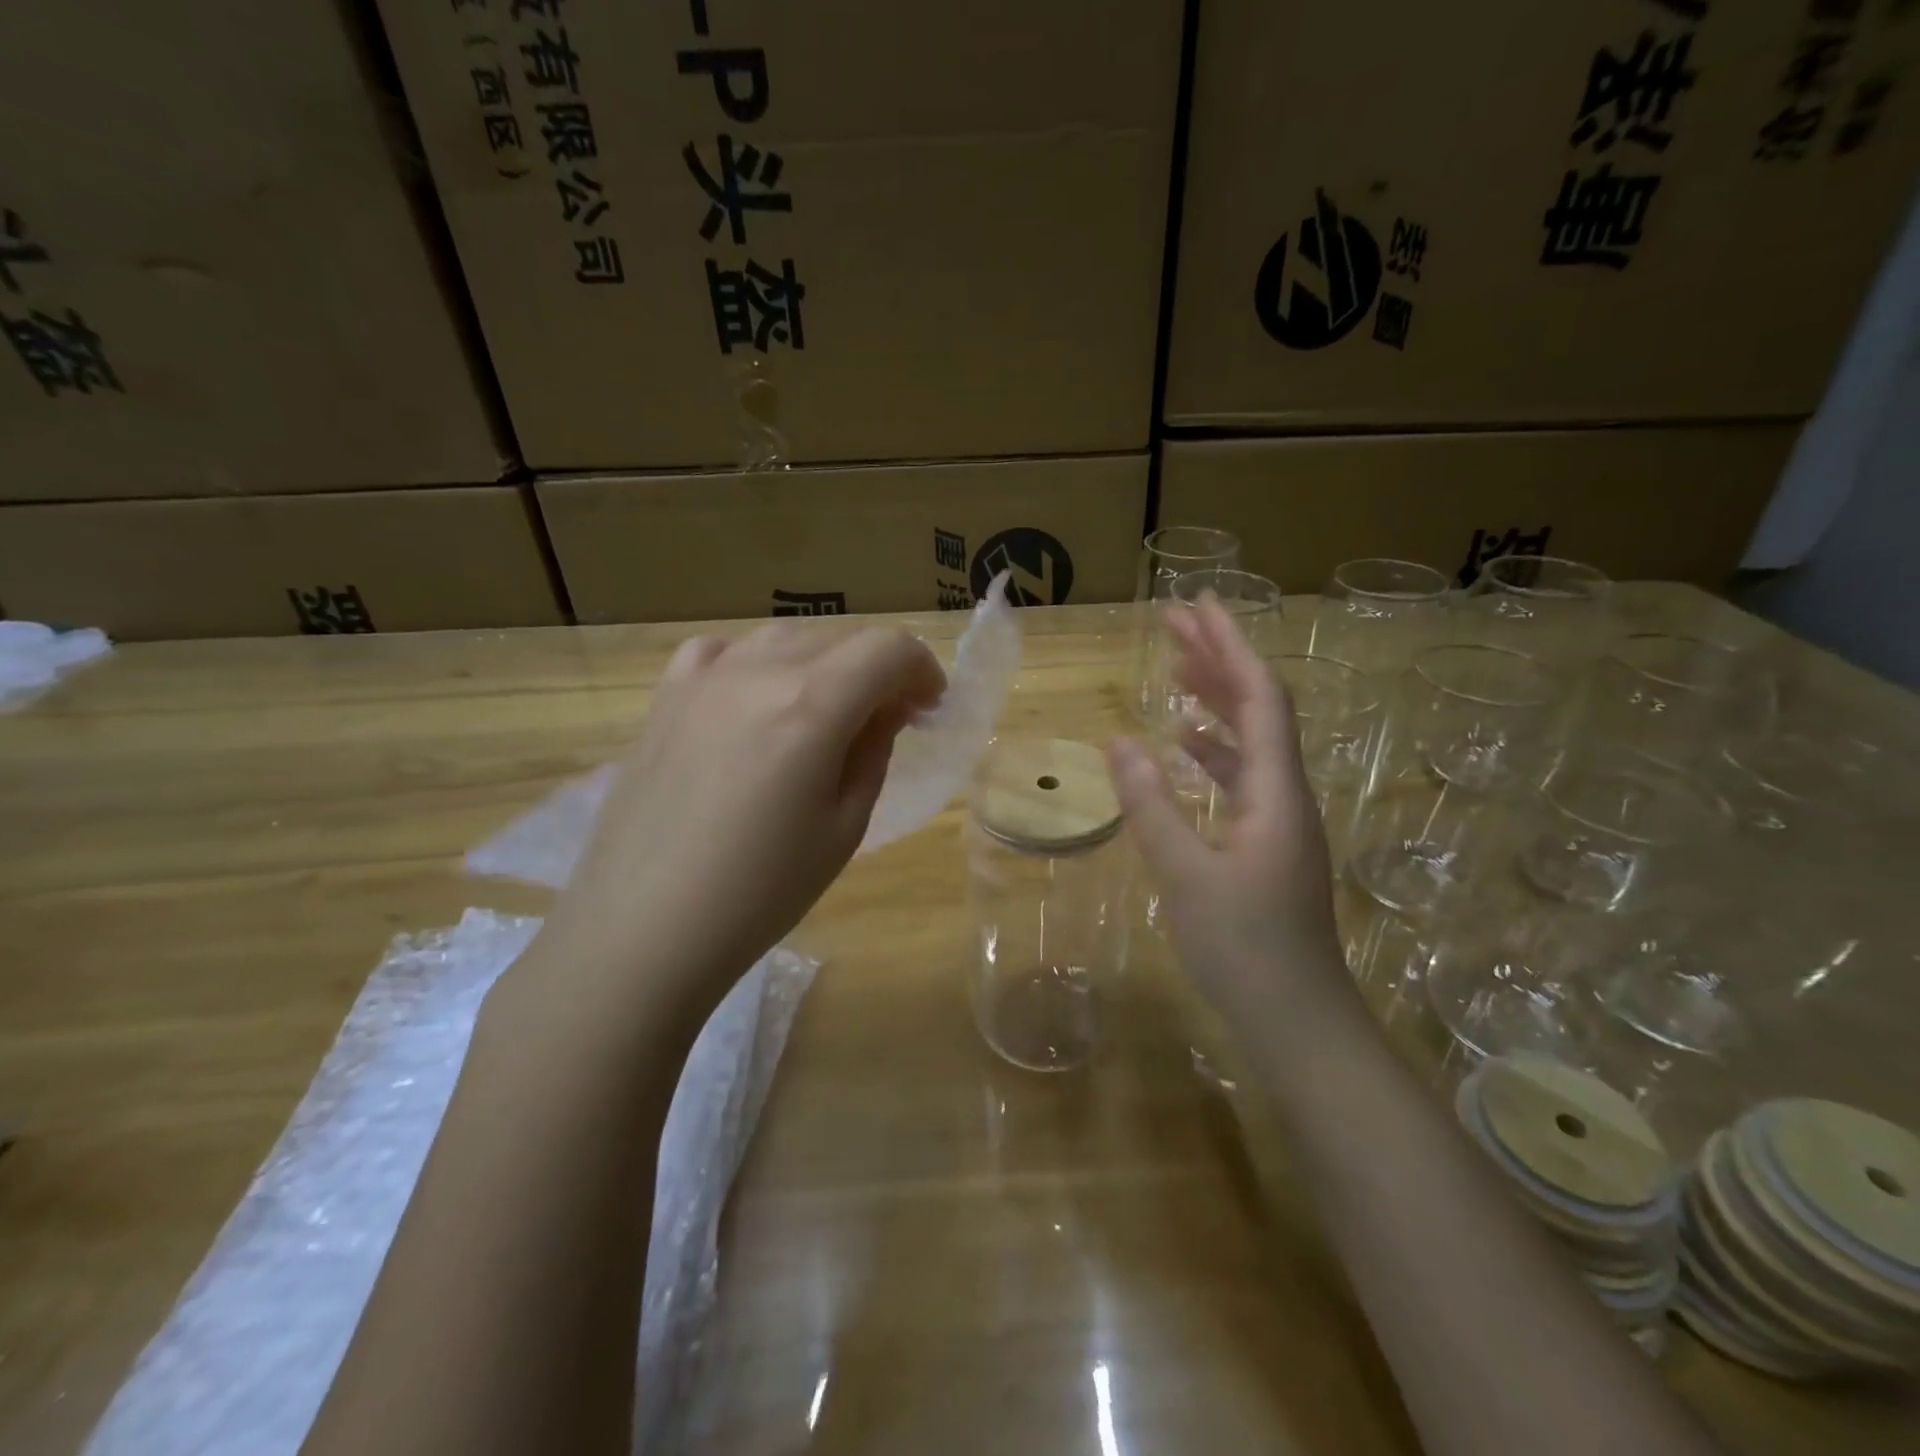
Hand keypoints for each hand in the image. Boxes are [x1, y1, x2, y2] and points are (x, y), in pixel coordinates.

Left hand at [536, 621, 944, 1019]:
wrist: (644, 929)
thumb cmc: (761, 893)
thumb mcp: (844, 827)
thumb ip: (873, 751)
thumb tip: (887, 708)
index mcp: (812, 708)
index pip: (888, 648)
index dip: (922, 669)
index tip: (928, 708)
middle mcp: (758, 673)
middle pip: (841, 637)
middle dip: (880, 669)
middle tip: (889, 718)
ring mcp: (703, 679)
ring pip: (785, 637)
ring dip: (825, 663)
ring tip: (827, 711)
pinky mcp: (665, 698)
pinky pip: (722, 651)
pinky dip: (757, 662)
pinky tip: (755, 699)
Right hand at [1107, 596, 1353, 1028]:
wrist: (1298, 1022)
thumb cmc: (1244, 949)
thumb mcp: (1185, 875)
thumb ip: (1151, 806)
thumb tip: (1119, 741)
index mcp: (1276, 792)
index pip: (1260, 697)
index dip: (1230, 646)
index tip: (1198, 605)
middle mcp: (1286, 795)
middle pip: (1258, 708)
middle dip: (1219, 660)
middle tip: (1175, 623)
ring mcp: (1279, 821)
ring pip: (1250, 742)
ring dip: (1216, 702)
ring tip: (1176, 672)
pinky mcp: (1267, 845)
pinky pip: (1242, 778)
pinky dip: (1213, 752)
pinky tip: (1185, 749)